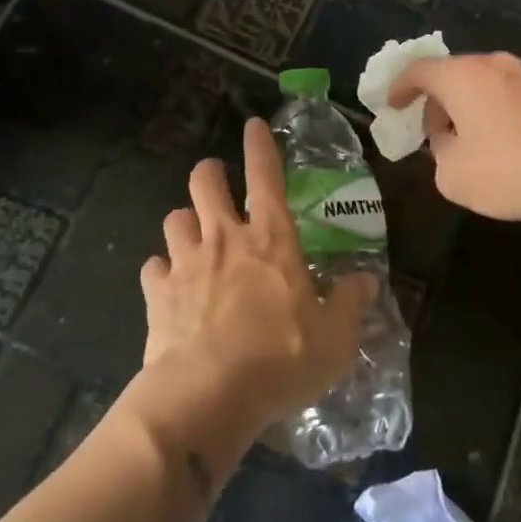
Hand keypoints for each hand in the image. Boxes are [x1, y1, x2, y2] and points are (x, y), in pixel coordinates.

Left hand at [139, 118, 373, 428]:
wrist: (208, 395)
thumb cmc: (280, 360)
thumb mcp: (334, 339)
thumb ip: (350, 305)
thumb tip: (367, 281)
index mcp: (272, 239)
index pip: (266, 176)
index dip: (260, 146)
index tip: (253, 125)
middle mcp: (225, 239)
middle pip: (205, 182)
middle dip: (209, 173)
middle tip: (216, 182)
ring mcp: (186, 263)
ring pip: (174, 218)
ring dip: (185, 222)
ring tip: (193, 236)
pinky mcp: (157, 294)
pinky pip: (153, 266)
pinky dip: (161, 270)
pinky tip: (169, 285)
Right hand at [388, 52, 520, 219]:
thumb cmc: (511, 169)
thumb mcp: (455, 175)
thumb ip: (440, 154)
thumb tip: (450, 143)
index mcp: (462, 76)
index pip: (419, 70)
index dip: (400, 86)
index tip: (392, 104)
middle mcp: (495, 65)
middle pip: (454, 75)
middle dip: (438, 102)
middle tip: (433, 133)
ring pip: (486, 85)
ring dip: (470, 108)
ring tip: (470, 143)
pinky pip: (513, 97)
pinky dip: (498, 113)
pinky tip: (506, 146)